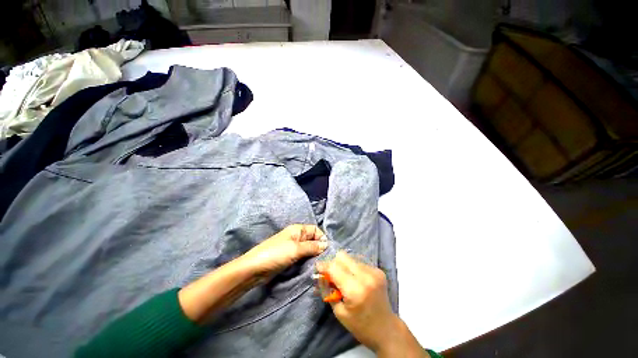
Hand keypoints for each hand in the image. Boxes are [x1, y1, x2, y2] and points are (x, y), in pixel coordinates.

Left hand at [239, 224, 327, 276]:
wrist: (255, 269)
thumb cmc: (276, 254)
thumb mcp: (296, 249)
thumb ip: (312, 246)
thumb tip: (327, 245)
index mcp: (298, 229)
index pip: (316, 230)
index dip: (322, 238)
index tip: (328, 250)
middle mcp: (297, 236)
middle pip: (313, 239)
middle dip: (319, 247)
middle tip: (326, 259)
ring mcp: (293, 247)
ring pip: (309, 249)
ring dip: (314, 255)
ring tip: (320, 264)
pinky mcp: (290, 257)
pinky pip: (303, 256)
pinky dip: (308, 260)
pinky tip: (312, 267)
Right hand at [317, 251, 428, 356]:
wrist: (386, 329)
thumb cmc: (360, 325)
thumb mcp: (339, 312)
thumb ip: (328, 290)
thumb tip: (320, 275)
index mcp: (355, 290)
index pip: (334, 268)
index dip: (323, 266)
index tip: (317, 267)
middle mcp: (366, 276)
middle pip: (342, 256)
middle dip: (334, 263)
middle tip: (331, 274)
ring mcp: (374, 272)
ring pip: (351, 257)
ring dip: (344, 265)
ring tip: (344, 278)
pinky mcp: (378, 270)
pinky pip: (359, 262)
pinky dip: (353, 268)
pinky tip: (355, 279)